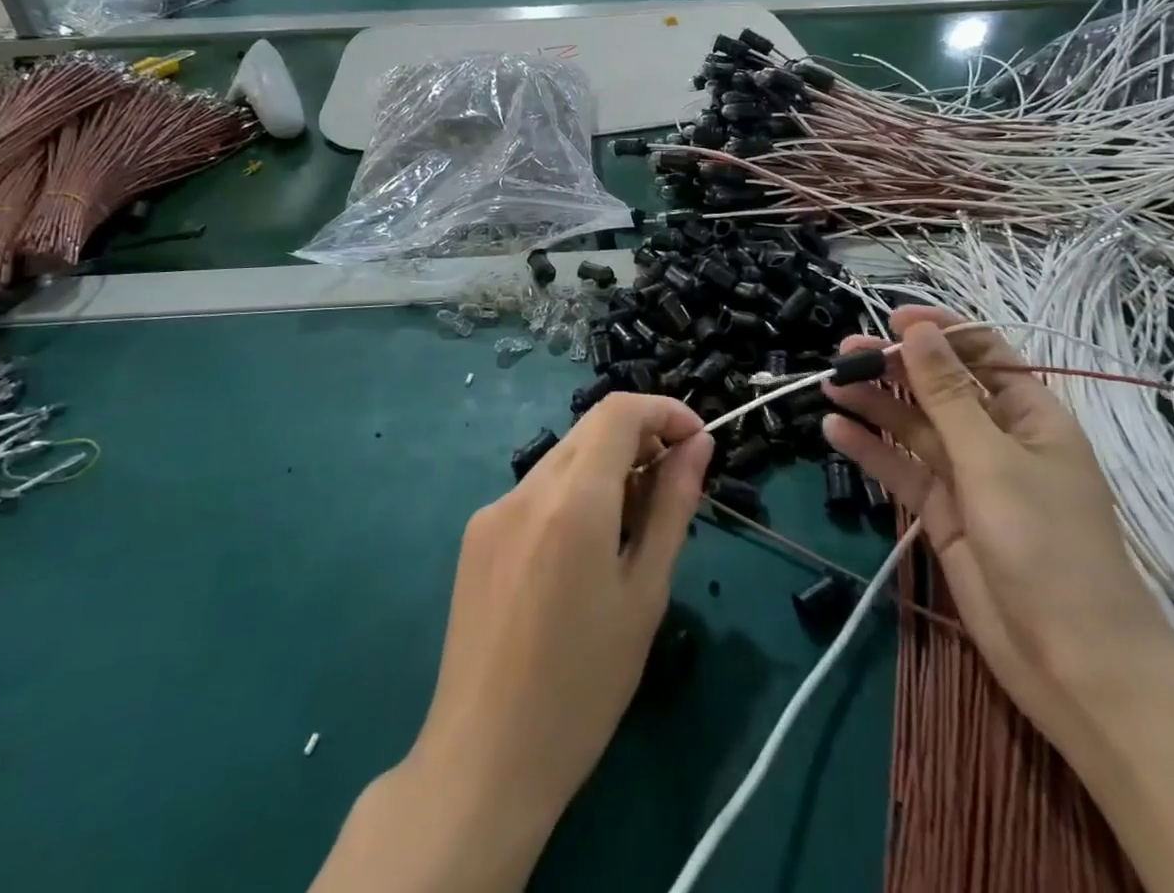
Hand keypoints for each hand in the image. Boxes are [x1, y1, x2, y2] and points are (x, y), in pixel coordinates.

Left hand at [322, 393, 710, 892]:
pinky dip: (572, 496)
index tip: (696, 441)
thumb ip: (673, 506)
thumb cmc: (584, 687)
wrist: (483, 762)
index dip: (664, 411)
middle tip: (672, 489)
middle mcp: (526, 488)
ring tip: (631, 530)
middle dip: (640, 440)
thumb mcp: (646, 594)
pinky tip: (582, 555)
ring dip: (607, 469)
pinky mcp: (476, 534)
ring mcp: (493, 509)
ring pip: (564, 458)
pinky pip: (536, 491)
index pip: (619, 411)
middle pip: (591, 429)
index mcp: (572, 501)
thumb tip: (697, 445)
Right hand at [823, 307, 1171, 749]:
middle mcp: (998, 438)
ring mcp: (969, 478)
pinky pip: (902, 470)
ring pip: (914, 427)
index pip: (983, 353)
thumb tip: (918, 329)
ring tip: (829, 386)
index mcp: (1030, 415)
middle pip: (939, 387)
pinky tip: (835, 432)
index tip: (891, 321)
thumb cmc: (1047, 546)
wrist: (1074, 665)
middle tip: (843, 355)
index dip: (940, 332)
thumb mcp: (992, 460)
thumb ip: (947, 393)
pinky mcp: (943, 514)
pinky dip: (871, 451)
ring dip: (874, 406)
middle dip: (894, 367)